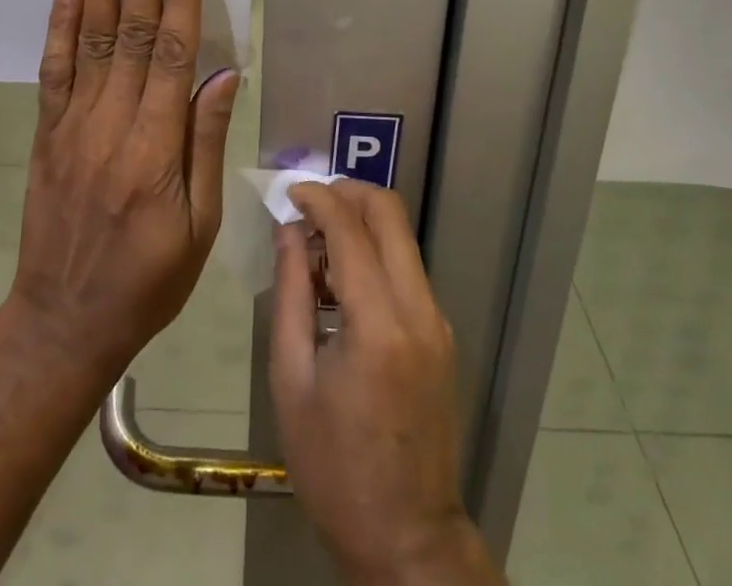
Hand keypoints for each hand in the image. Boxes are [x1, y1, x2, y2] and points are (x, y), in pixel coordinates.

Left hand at [7, 0, 239, 378]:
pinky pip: (53, 72)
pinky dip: (59, 29)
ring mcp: (72, 128)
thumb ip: (207, 143)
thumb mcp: (199, 226)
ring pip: (89, 44)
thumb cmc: (149, 279)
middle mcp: (110, 127)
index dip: (182, 2)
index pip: (171, 57)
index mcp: (154, 150)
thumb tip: (225, 76)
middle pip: (129, 37)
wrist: (64, 321)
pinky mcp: (46, 135)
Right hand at [271, 182, 497, 585]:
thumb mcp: (292, 379)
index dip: (318, 198)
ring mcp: (438, 322)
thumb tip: (290, 231)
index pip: (350, 229)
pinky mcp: (442, 335)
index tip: (289, 192)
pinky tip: (342, 282)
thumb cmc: (334, 468)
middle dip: (347, 193)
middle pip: (390, 214)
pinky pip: (407, 269)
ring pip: (402, 237)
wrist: (406, 540)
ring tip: (317, 247)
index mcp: (379, 324)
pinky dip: (375, 253)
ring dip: (361, 223)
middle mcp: (419, 310)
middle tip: (309, 206)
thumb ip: (291, 292)